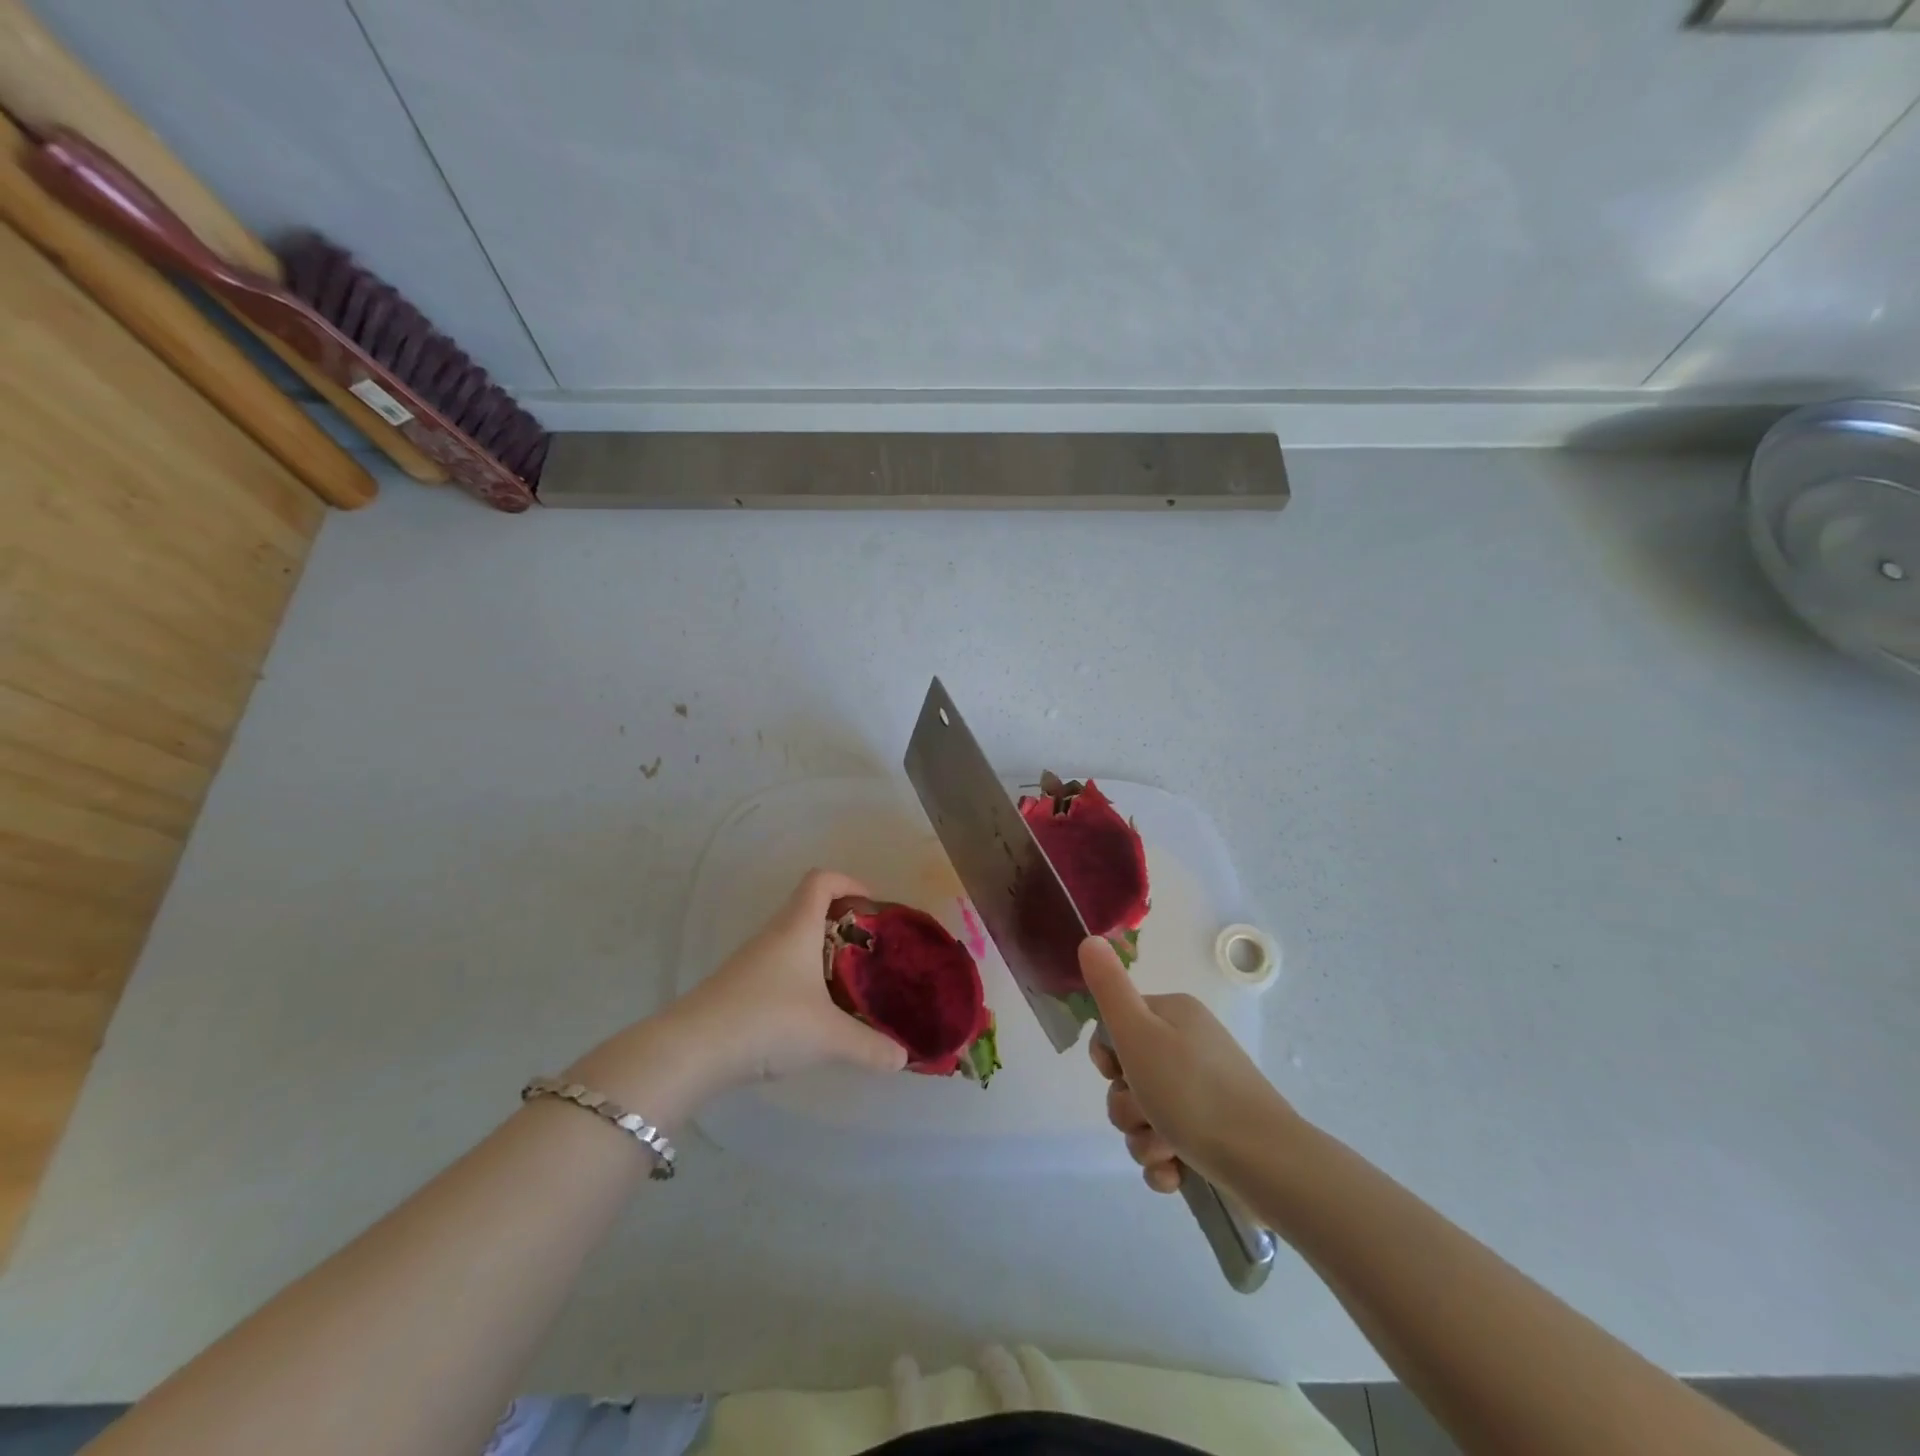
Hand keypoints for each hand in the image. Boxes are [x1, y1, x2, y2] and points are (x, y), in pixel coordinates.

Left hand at [674, 868, 909, 1083]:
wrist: (693, 1050)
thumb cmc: (768, 1021)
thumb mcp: (828, 1036)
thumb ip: (870, 1046)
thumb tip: (903, 1058)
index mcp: (797, 927)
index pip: (822, 880)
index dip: (849, 882)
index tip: (872, 906)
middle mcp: (774, 934)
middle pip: (809, 908)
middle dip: (843, 923)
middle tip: (868, 952)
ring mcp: (752, 960)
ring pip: (793, 940)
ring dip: (821, 952)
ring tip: (846, 984)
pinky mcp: (739, 986)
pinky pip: (778, 966)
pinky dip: (800, 976)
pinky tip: (811, 1012)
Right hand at [1080, 936, 1294, 1192]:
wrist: (1266, 1162)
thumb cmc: (1193, 1092)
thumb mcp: (1139, 1033)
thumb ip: (1109, 988)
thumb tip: (1090, 939)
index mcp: (1173, 1015)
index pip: (1117, 1026)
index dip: (1108, 1056)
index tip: (1117, 1072)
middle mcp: (1189, 1046)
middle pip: (1128, 1076)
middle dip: (1127, 1106)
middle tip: (1146, 1114)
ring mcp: (1204, 1094)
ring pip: (1145, 1115)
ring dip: (1144, 1139)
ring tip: (1168, 1150)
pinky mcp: (1214, 1136)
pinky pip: (1168, 1147)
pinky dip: (1165, 1163)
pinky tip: (1176, 1175)